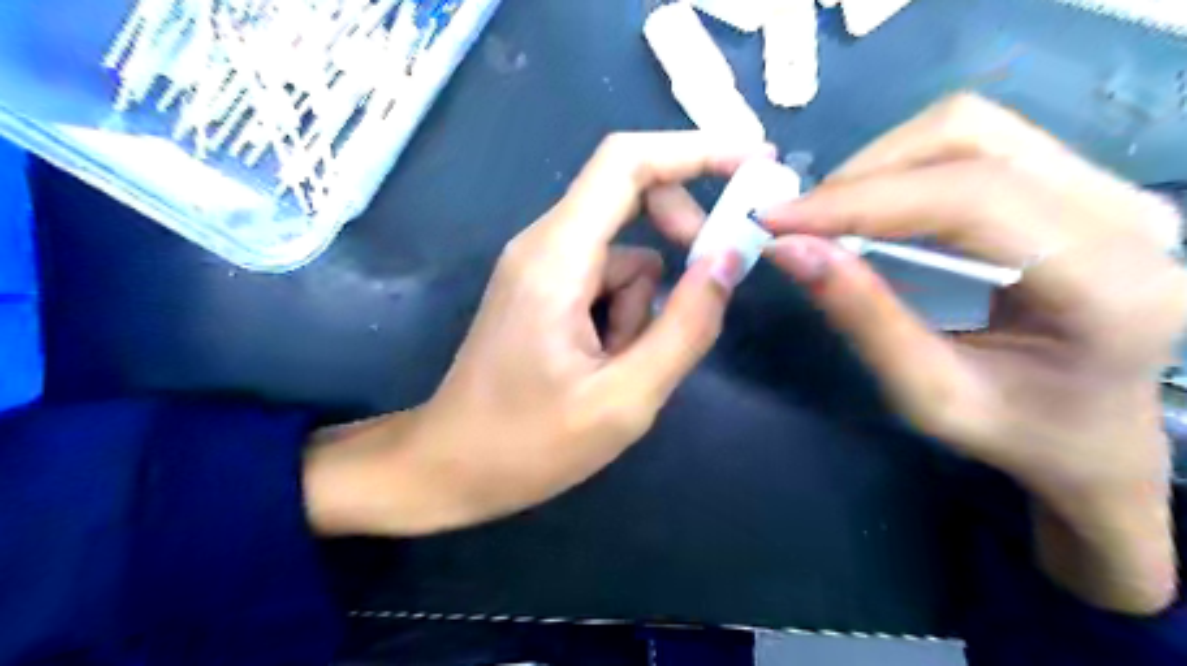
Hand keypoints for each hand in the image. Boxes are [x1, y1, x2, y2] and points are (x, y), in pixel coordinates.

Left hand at [302, 133, 770, 538]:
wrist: (449, 468)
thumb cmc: (529, 444)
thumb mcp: (625, 399)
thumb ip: (685, 327)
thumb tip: (729, 257)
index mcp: (558, 257)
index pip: (627, 163)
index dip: (694, 150)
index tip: (754, 163)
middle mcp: (543, 244)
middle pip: (629, 196)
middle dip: (679, 235)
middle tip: (704, 291)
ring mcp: (539, 267)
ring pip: (623, 255)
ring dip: (642, 306)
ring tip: (619, 368)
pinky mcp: (541, 290)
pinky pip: (603, 280)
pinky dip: (621, 316)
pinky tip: (601, 365)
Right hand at [759, 95, 1186, 612]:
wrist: (1112, 444)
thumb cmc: (1025, 440)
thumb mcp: (933, 400)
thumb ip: (864, 320)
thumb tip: (795, 252)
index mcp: (1109, 281)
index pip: (964, 199)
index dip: (855, 201)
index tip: (772, 221)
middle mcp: (1126, 210)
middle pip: (969, 139)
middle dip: (858, 176)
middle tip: (790, 222)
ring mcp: (1112, 184)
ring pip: (971, 124)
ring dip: (879, 163)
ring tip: (824, 215)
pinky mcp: (1079, 181)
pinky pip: (975, 139)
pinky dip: (904, 161)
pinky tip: (870, 205)